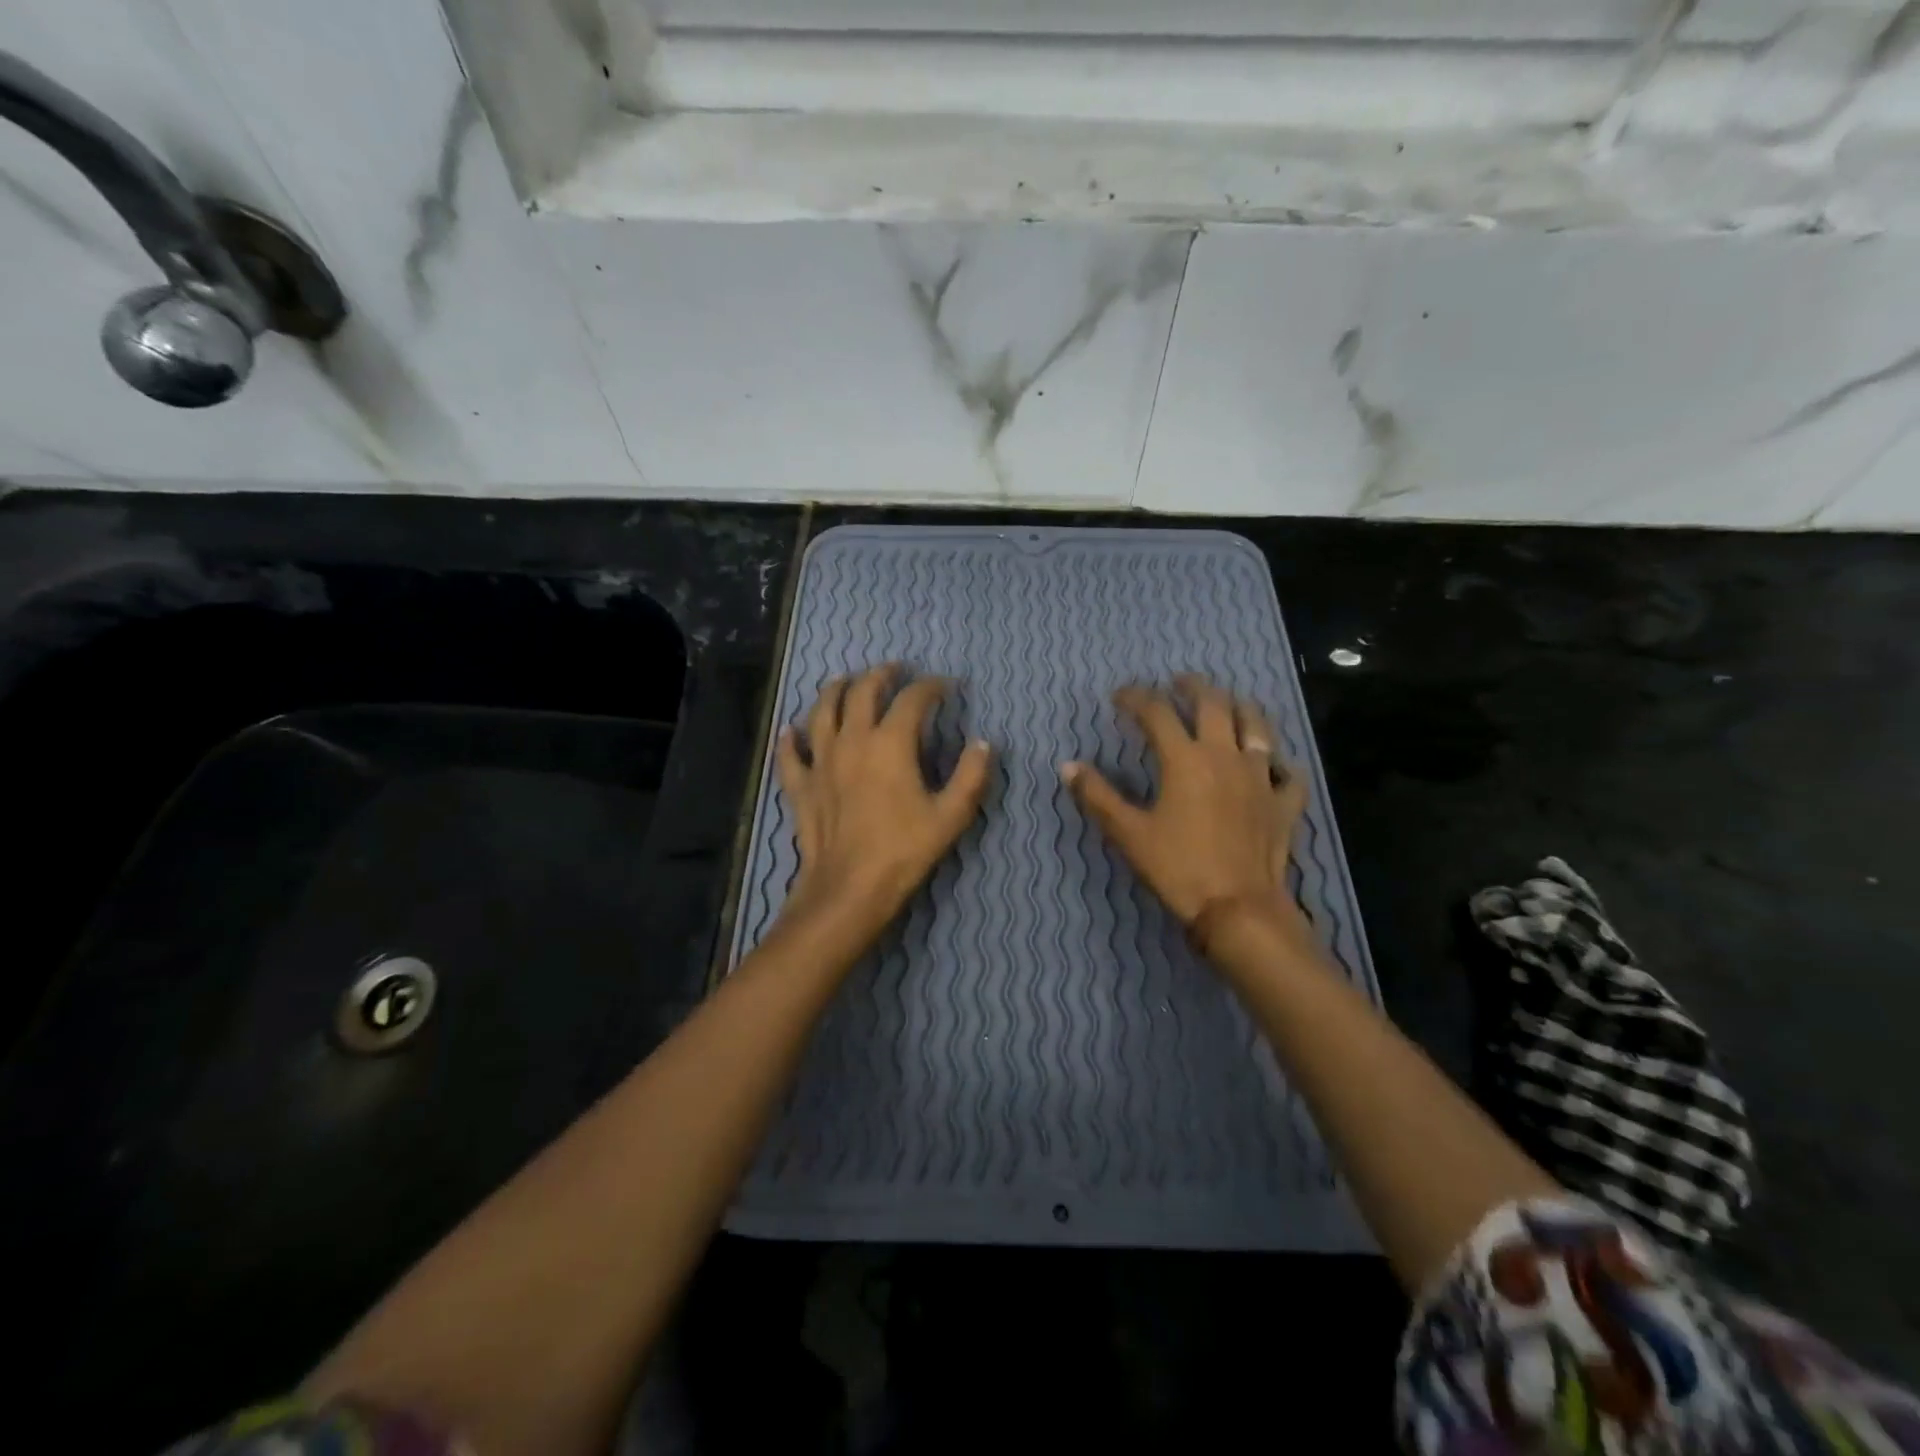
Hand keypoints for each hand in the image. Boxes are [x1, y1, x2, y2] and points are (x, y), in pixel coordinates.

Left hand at [776, 663, 992, 933]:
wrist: (849, 889)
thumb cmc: (903, 851)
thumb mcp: (951, 815)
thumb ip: (971, 776)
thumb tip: (983, 744)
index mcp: (891, 743)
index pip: (912, 699)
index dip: (930, 686)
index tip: (945, 686)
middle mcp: (852, 740)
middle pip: (862, 692)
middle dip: (880, 675)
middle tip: (894, 670)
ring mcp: (821, 761)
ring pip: (821, 712)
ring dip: (834, 690)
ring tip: (843, 680)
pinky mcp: (801, 786)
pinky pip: (790, 755)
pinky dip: (789, 739)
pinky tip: (789, 730)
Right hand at [1062, 674, 1311, 943]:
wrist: (1239, 909)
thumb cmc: (1178, 868)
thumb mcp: (1128, 833)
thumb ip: (1097, 796)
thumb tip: (1068, 766)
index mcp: (1185, 759)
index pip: (1157, 712)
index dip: (1136, 698)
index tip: (1119, 697)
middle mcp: (1225, 756)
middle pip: (1214, 704)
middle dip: (1194, 687)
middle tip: (1179, 682)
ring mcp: (1261, 777)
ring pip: (1258, 726)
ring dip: (1241, 708)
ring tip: (1229, 704)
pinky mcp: (1284, 804)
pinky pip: (1288, 773)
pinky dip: (1279, 763)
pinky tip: (1273, 765)